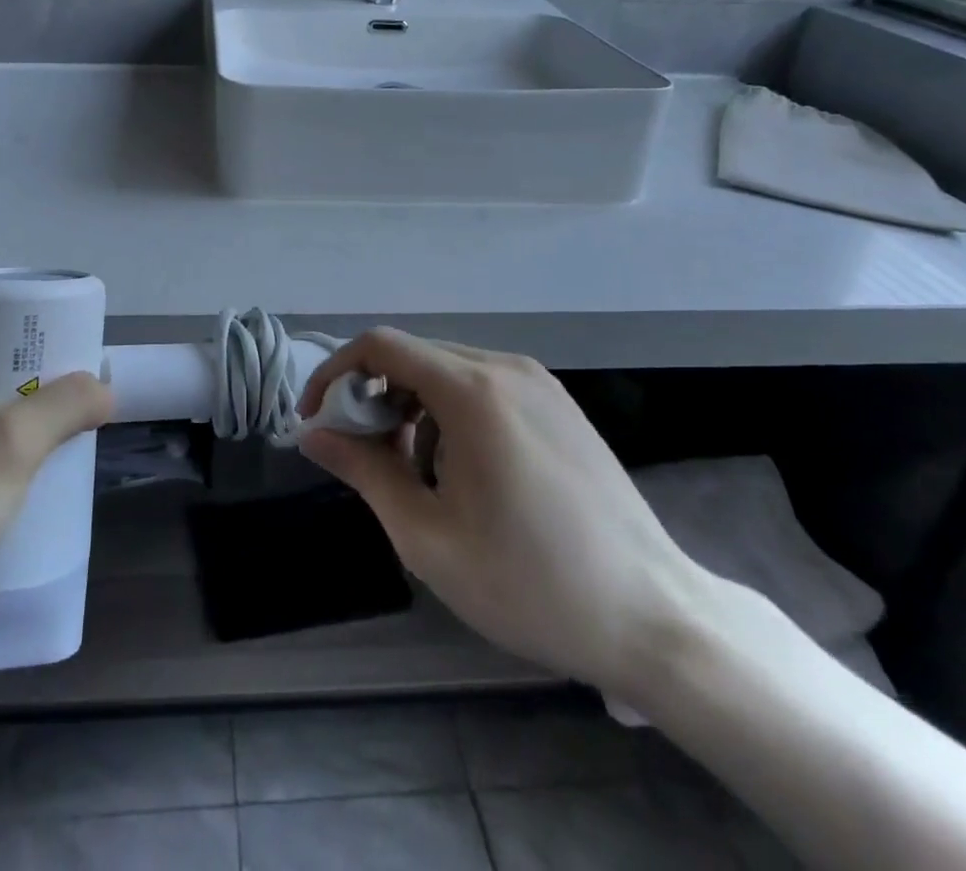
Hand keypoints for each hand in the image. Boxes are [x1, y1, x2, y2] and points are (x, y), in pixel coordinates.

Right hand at [298, 329, 709, 699]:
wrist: (653, 618)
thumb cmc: (529, 583)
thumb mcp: (427, 536)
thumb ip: (363, 471)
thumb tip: (312, 434)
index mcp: (473, 391)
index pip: (381, 346)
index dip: (335, 373)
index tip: (316, 421)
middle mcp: (506, 367)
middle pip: (414, 356)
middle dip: (373, 397)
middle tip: (364, 457)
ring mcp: (539, 383)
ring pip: (448, 371)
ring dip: (412, 408)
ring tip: (417, 475)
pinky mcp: (559, 404)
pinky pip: (484, 386)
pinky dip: (451, 413)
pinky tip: (465, 471)